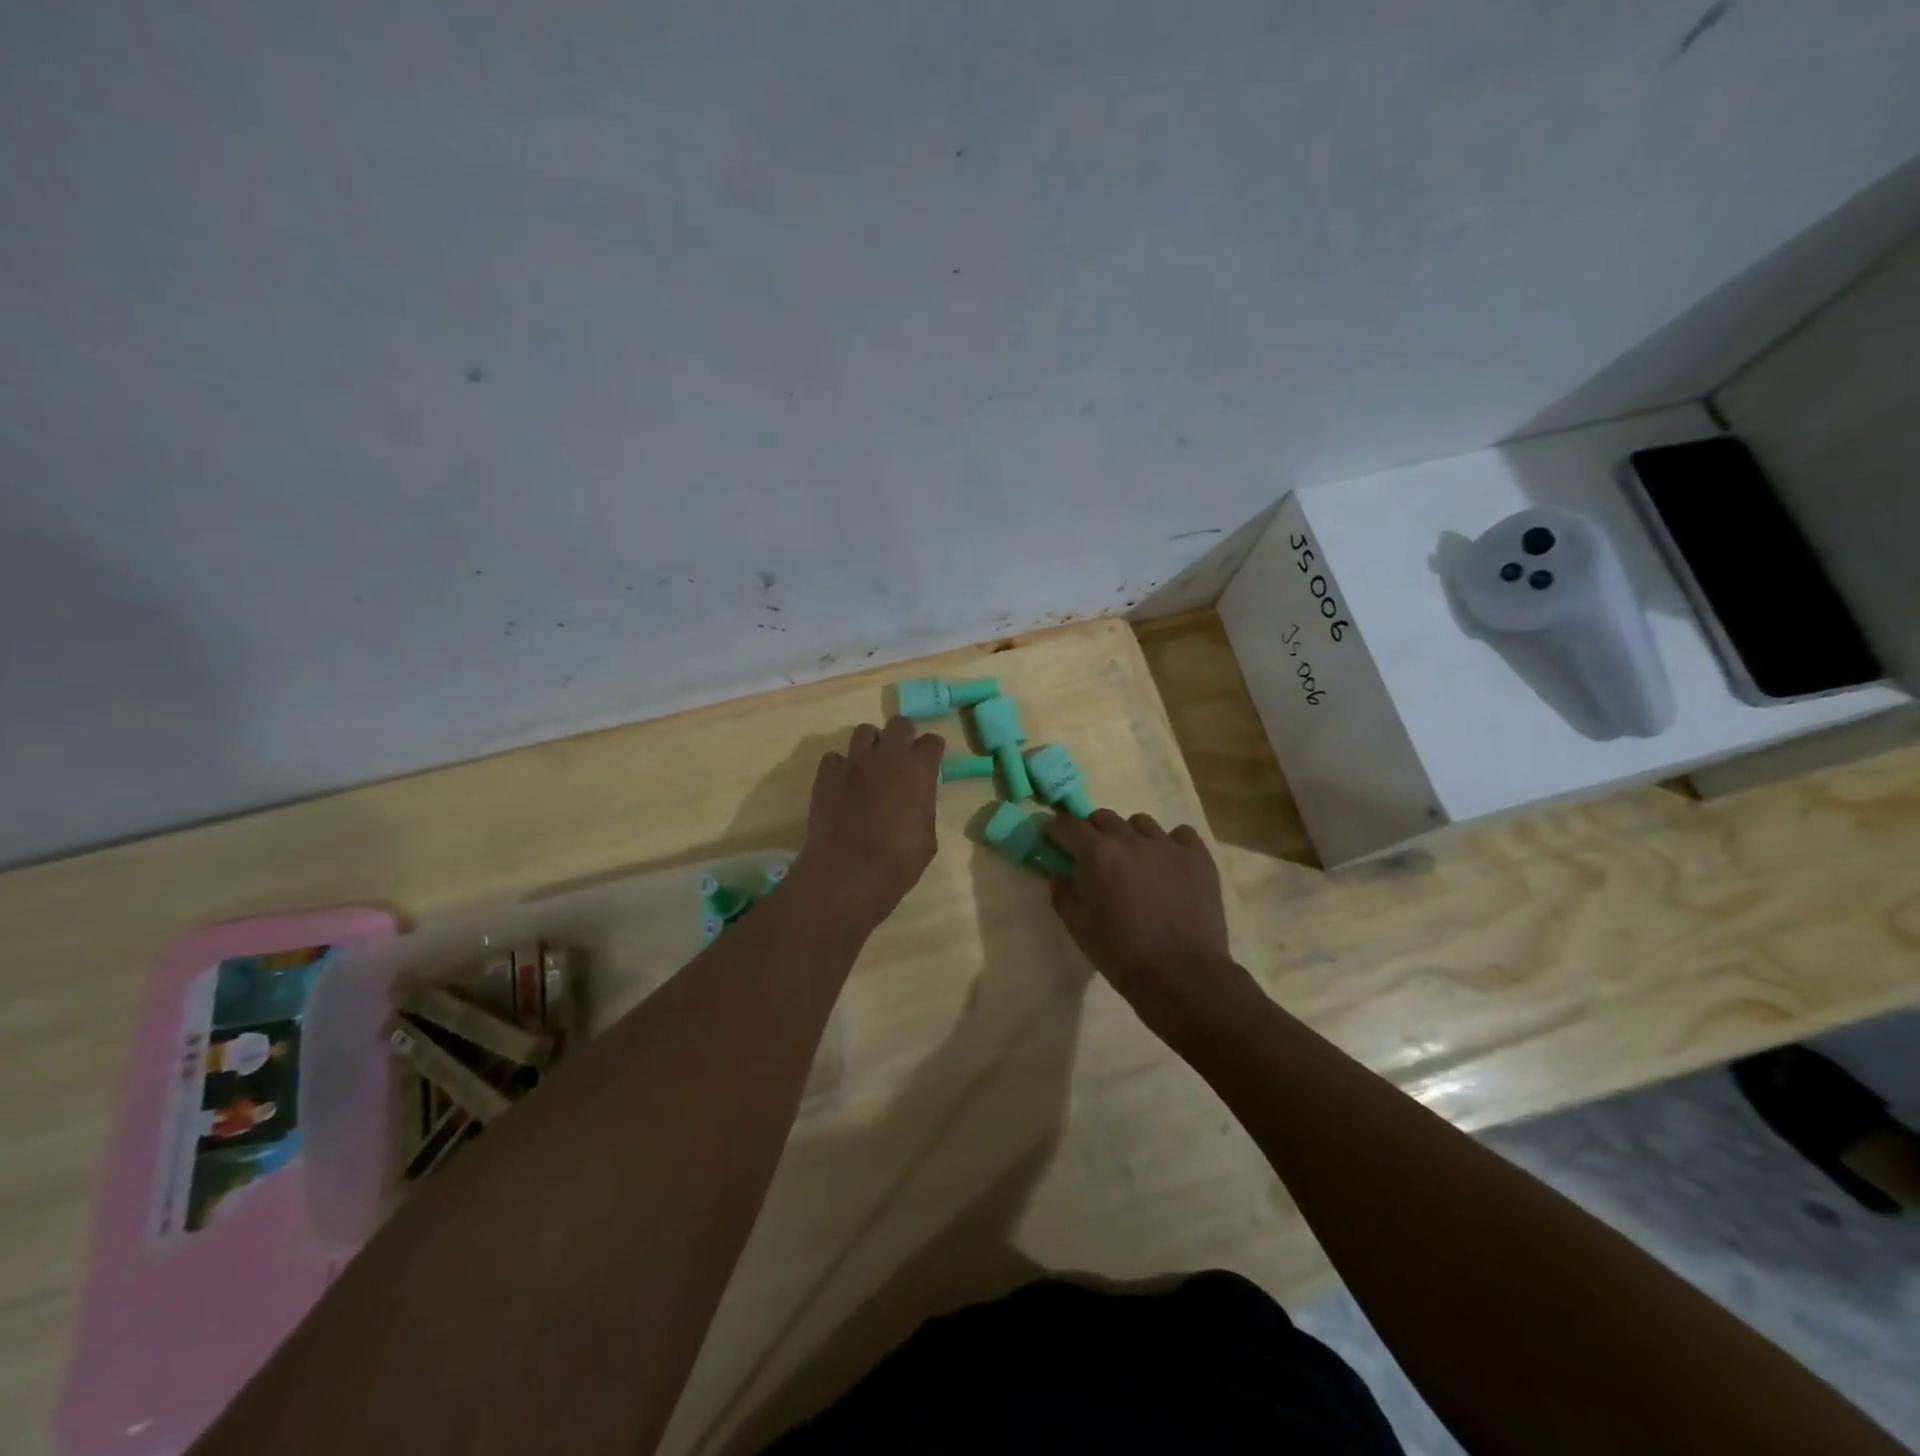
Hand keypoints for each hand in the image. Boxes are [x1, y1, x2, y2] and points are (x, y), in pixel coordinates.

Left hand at [795, 717, 944, 927]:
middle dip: (903, 735)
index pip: (932, 742)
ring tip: (871, 764)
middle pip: (899, 724)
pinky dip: (841, 765)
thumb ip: (923, 807)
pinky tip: (843, 782)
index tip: (931, 761)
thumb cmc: (899, 860)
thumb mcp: (927, 835)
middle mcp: (887, 755)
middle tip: (902, 755)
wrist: (849, 871)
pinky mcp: (826, 775)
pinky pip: (834, 757)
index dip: (932, 750)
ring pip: (864, 732)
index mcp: (918, 769)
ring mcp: (853, 762)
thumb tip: (916, 801)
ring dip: (871, 744)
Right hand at [1043, 810, 1253, 1035]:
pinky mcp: (1199, 857)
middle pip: (1104, 817)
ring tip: (1133, 859)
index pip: (1068, 826)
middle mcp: (1131, 839)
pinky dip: (1170, 843)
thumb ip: (1063, 895)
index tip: (1051, 839)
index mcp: (1098, 854)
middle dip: (1092, 831)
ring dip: (1130, 835)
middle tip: (1092, 854)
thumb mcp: (1079, 928)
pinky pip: (1181, 835)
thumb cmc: (1122, 954)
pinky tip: (1169, 863)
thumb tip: (1059, 875)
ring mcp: (1169, 845)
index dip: (1056, 830)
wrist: (1182, 976)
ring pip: (1141, 823)